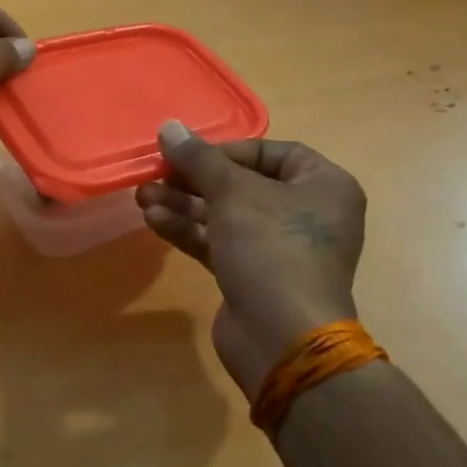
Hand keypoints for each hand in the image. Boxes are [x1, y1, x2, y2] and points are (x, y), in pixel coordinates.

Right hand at [136, 121, 366, 397]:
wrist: (282, 339)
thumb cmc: (271, 249)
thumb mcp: (234, 194)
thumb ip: (199, 159)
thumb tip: (169, 127)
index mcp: (323, 186)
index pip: (271, 152)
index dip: (226, 150)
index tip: (188, 155)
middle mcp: (307, 214)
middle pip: (243, 185)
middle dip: (194, 180)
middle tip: (156, 175)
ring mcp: (279, 249)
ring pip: (226, 216)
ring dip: (184, 205)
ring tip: (142, 197)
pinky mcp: (254, 276)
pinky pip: (220, 243)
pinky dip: (190, 231)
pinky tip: (153, 221)